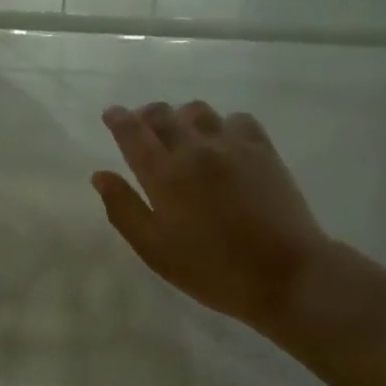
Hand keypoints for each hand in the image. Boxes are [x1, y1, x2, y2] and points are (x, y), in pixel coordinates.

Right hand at [93, 102, 333, 338]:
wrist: (285, 275)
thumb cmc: (212, 270)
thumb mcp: (155, 250)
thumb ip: (124, 209)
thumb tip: (100, 175)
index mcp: (163, 174)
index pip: (133, 132)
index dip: (118, 119)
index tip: (111, 114)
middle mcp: (194, 149)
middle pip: (163, 114)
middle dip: (146, 115)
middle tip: (142, 127)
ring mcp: (232, 145)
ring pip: (198, 111)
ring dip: (182, 117)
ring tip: (182, 134)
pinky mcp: (263, 149)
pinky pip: (236, 119)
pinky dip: (221, 124)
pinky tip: (222, 142)